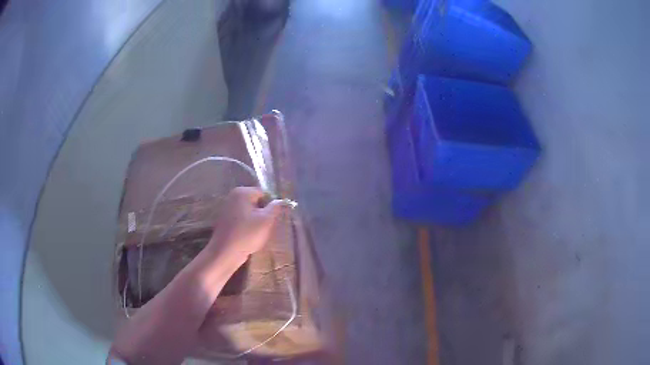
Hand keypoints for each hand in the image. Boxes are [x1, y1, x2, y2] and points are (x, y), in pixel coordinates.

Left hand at [206, 187, 290, 262]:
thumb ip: (275, 207)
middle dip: (262, 213)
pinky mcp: (225, 220)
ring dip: (255, 220)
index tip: (272, 219)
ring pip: (249, 211)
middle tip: (265, 227)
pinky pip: (241, 219)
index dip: (270, 205)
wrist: (225, 252)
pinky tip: (248, 236)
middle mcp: (233, 196)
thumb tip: (281, 200)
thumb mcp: (266, 221)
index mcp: (242, 192)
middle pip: (255, 201)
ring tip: (257, 233)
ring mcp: (227, 208)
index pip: (263, 193)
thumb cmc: (247, 234)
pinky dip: (246, 225)